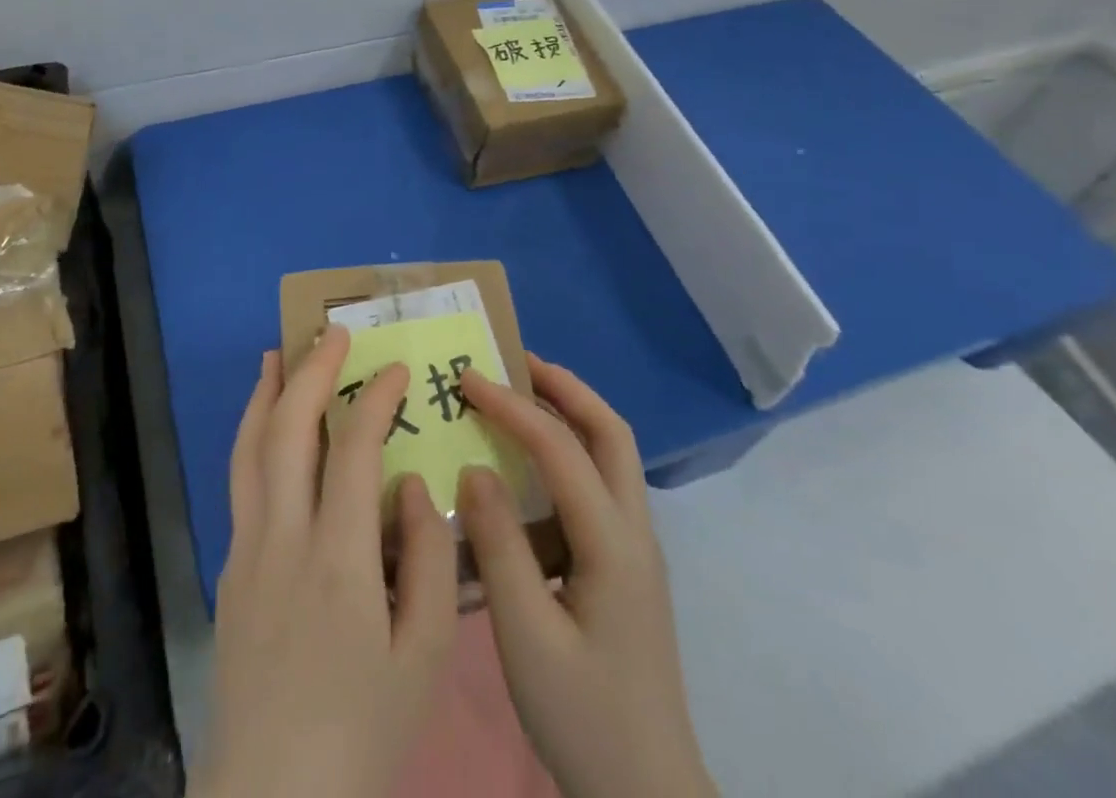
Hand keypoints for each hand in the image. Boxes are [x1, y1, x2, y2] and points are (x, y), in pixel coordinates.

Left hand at [196, 328, 458, 797]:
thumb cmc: (362, 731)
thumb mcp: (423, 657)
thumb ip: (427, 559)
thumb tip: (413, 483)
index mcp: (338, 559)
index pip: (353, 448)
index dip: (376, 398)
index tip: (398, 368)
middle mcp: (282, 538)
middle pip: (288, 430)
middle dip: (313, 370)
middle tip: (335, 333)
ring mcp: (247, 550)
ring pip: (250, 448)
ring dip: (267, 393)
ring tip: (280, 352)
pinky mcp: (230, 570)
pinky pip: (240, 481)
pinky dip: (252, 435)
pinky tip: (264, 426)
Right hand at [459, 355, 714, 797]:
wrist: (649, 796)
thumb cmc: (584, 719)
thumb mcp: (526, 638)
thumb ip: (499, 547)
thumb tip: (475, 467)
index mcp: (613, 545)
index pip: (560, 449)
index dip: (512, 406)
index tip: (466, 379)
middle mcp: (635, 532)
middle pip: (610, 432)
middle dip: (564, 386)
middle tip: (514, 360)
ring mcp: (638, 550)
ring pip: (613, 454)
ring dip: (572, 411)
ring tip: (522, 394)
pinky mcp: (628, 568)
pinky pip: (602, 483)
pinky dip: (571, 449)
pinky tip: (534, 467)